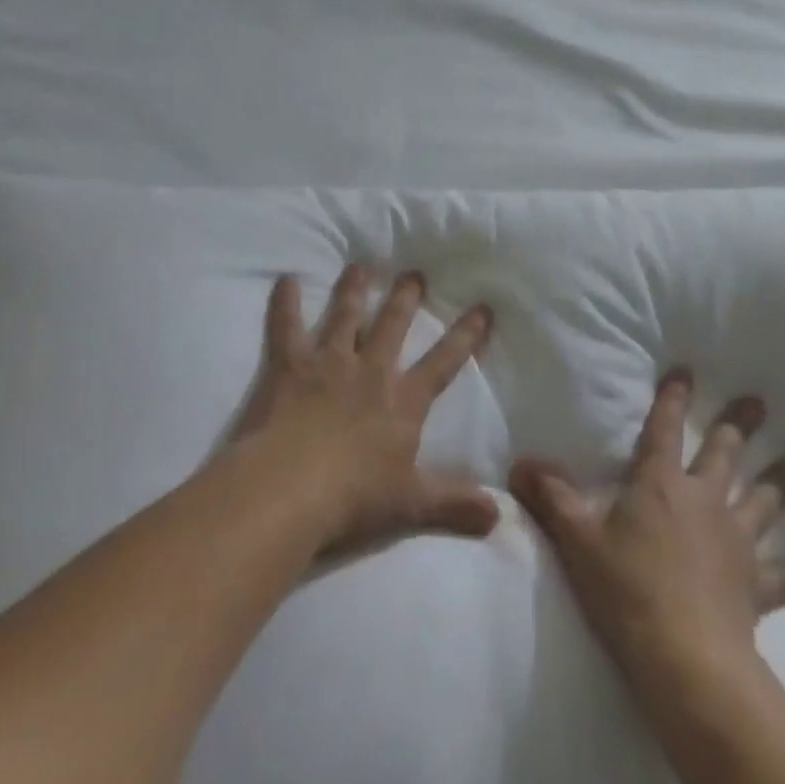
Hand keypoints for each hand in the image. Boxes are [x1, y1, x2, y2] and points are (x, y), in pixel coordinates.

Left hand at [235, 265, 500, 555]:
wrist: (290, 491)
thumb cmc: (353, 498)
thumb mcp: (411, 504)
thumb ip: (454, 505)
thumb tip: (499, 517)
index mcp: (402, 401)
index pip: (442, 363)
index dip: (464, 336)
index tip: (481, 308)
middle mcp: (369, 372)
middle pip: (392, 327)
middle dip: (405, 299)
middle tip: (414, 273)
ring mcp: (328, 364)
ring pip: (345, 317)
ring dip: (354, 290)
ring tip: (360, 266)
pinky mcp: (290, 367)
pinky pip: (287, 328)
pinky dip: (285, 303)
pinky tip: (284, 279)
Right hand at [510, 369, 784, 690]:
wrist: (686, 660)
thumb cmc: (627, 590)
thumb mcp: (578, 541)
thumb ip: (552, 499)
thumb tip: (519, 465)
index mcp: (660, 483)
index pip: (665, 429)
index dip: (673, 399)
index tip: (686, 371)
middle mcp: (703, 500)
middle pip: (725, 453)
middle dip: (739, 425)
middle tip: (758, 402)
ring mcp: (735, 541)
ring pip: (762, 501)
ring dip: (780, 482)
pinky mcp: (755, 584)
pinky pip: (780, 574)